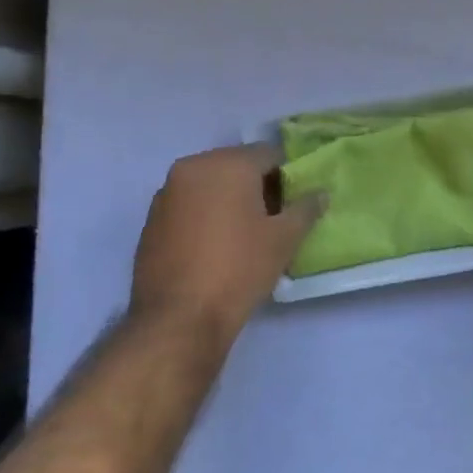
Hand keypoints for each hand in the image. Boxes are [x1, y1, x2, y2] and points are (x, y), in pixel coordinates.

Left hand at [130, 144, 324, 343]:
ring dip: (228, 200)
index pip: (269, 154)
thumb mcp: (283, 240)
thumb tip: (320, 193)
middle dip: (256, 187)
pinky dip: (204, 215)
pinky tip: (214, 247)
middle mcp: (193, 166)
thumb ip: (305, 209)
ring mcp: (167, 192)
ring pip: (209, 185)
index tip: (293, 206)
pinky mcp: (151, 219)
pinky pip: (188, 205)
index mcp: (228, 163)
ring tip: (243, 236)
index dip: (287, 177)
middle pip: (236, 166)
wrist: (178, 318)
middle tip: (272, 221)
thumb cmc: (238, 269)